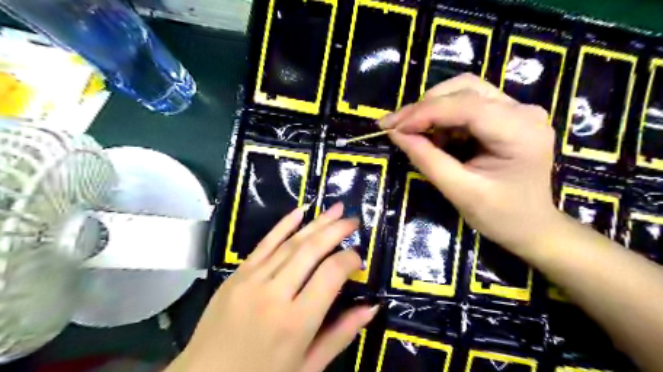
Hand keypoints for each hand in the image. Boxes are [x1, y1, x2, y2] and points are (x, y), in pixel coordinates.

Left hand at [169, 202, 377, 371]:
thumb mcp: (307, 367)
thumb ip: (341, 335)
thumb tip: (372, 307)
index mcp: (296, 322)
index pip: (330, 274)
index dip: (349, 260)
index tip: (358, 257)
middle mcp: (274, 294)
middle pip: (311, 250)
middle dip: (336, 230)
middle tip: (352, 220)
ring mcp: (251, 280)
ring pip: (290, 243)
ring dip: (316, 223)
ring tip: (336, 209)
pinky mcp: (236, 274)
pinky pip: (264, 243)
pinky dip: (283, 225)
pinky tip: (300, 211)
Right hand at [384, 74, 557, 255]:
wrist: (531, 227)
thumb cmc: (500, 216)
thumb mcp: (459, 191)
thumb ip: (427, 159)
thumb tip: (395, 133)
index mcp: (520, 131)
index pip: (465, 106)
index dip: (424, 113)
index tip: (393, 128)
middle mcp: (523, 111)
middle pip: (464, 89)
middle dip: (424, 106)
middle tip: (396, 126)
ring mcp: (517, 111)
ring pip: (463, 92)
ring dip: (432, 110)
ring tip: (412, 133)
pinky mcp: (507, 116)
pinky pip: (467, 105)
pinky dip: (443, 118)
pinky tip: (433, 137)